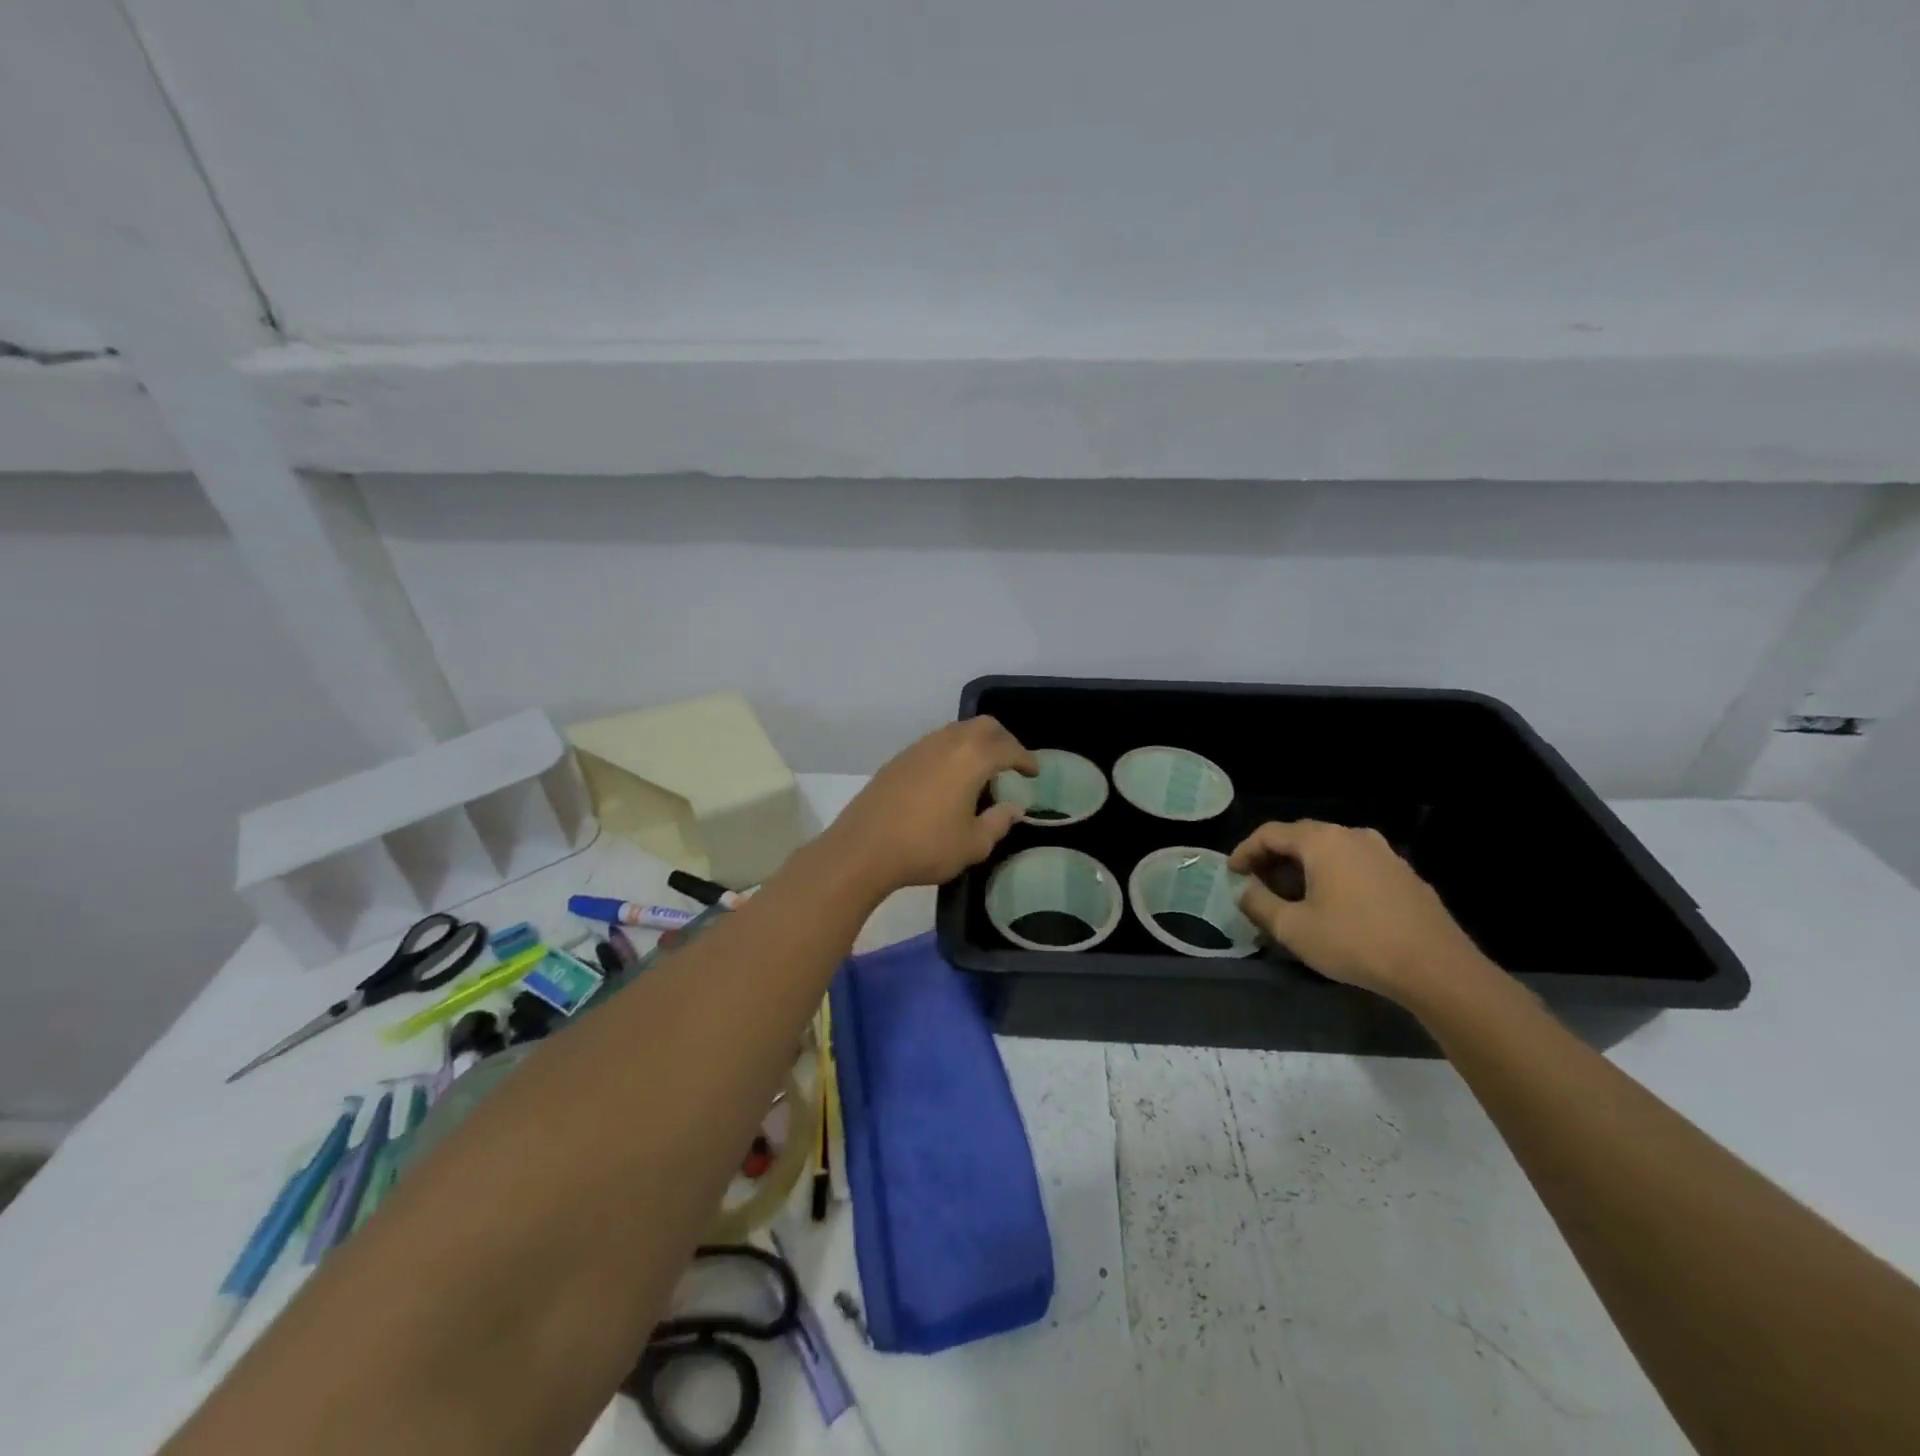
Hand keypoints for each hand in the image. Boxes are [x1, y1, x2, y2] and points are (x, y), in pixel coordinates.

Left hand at [824, 717, 1037, 895]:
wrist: (863, 849)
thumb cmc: (926, 847)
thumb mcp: (974, 844)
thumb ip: (999, 822)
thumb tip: (1013, 808)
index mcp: (972, 757)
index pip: (1008, 748)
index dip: (1025, 759)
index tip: (1033, 772)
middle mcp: (946, 742)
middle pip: (983, 726)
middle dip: (1002, 740)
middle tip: (1011, 763)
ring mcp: (918, 748)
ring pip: (955, 731)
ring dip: (974, 744)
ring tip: (981, 771)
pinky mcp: (898, 760)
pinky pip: (934, 744)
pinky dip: (951, 753)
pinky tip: (949, 779)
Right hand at [1230, 820, 1488, 1005]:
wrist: (1436, 969)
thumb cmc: (1354, 942)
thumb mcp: (1292, 928)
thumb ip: (1258, 904)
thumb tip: (1245, 890)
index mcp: (1322, 841)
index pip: (1271, 833)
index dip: (1245, 851)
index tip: (1232, 873)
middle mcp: (1353, 836)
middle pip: (1302, 838)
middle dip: (1274, 861)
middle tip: (1258, 886)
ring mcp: (1384, 854)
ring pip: (1331, 853)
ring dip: (1305, 870)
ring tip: (1293, 899)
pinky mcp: (1405, 876)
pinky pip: (1356, 867)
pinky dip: (1334, 879)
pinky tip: (1332, 908)